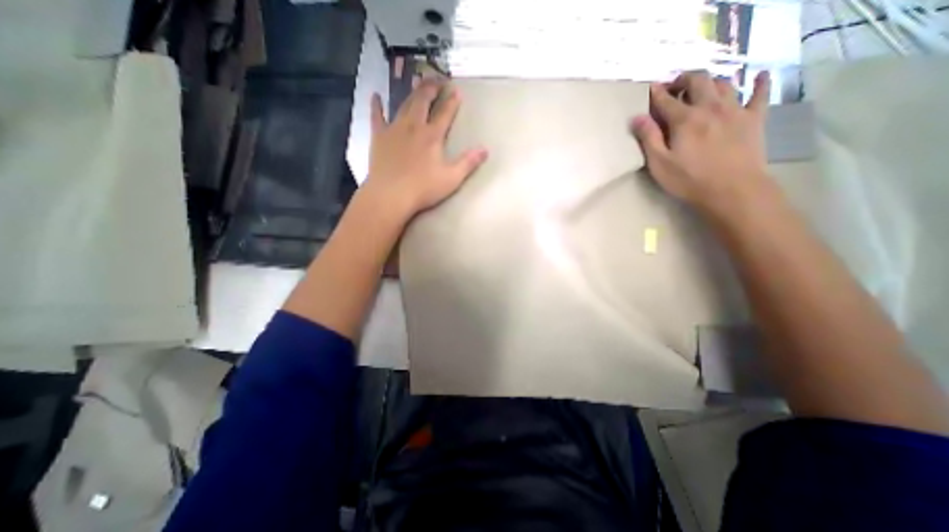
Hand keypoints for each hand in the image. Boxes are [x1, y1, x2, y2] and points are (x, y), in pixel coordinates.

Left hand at [360, 79, 483, 220]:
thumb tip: (485, 150)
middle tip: (437, 79)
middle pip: (423, 102)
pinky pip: (376, 116)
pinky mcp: (378, 137)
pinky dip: (376, 105)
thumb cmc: (423, 189)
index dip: (452, 102)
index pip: (445, 114)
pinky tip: (375, 96)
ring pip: (404, 105)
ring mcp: (394, 130)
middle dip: (431, 89)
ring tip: (417, 82)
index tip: (457, 91)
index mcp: (432, 136)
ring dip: (412, 93)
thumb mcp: (451, 179)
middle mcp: (413, 127)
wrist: (391, 195)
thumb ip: (468, 163)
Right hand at [628, 70, 769, 215]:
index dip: (657, 93)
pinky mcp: (754, 119)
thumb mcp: (659, 163)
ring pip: (724, 84)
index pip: (667, 100)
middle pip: (698, 82)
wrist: (732, 190)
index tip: (651, 88)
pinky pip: (760, 94)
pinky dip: (760, 82)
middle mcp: (710, 107)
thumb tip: (637, 118)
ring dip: (710, 81)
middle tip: (675, 86)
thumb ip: (648, 138)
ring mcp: (735, 110)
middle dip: (684, 80)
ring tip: (701, 87)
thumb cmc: (689, 179)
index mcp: (685, 120)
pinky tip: (759, 75)